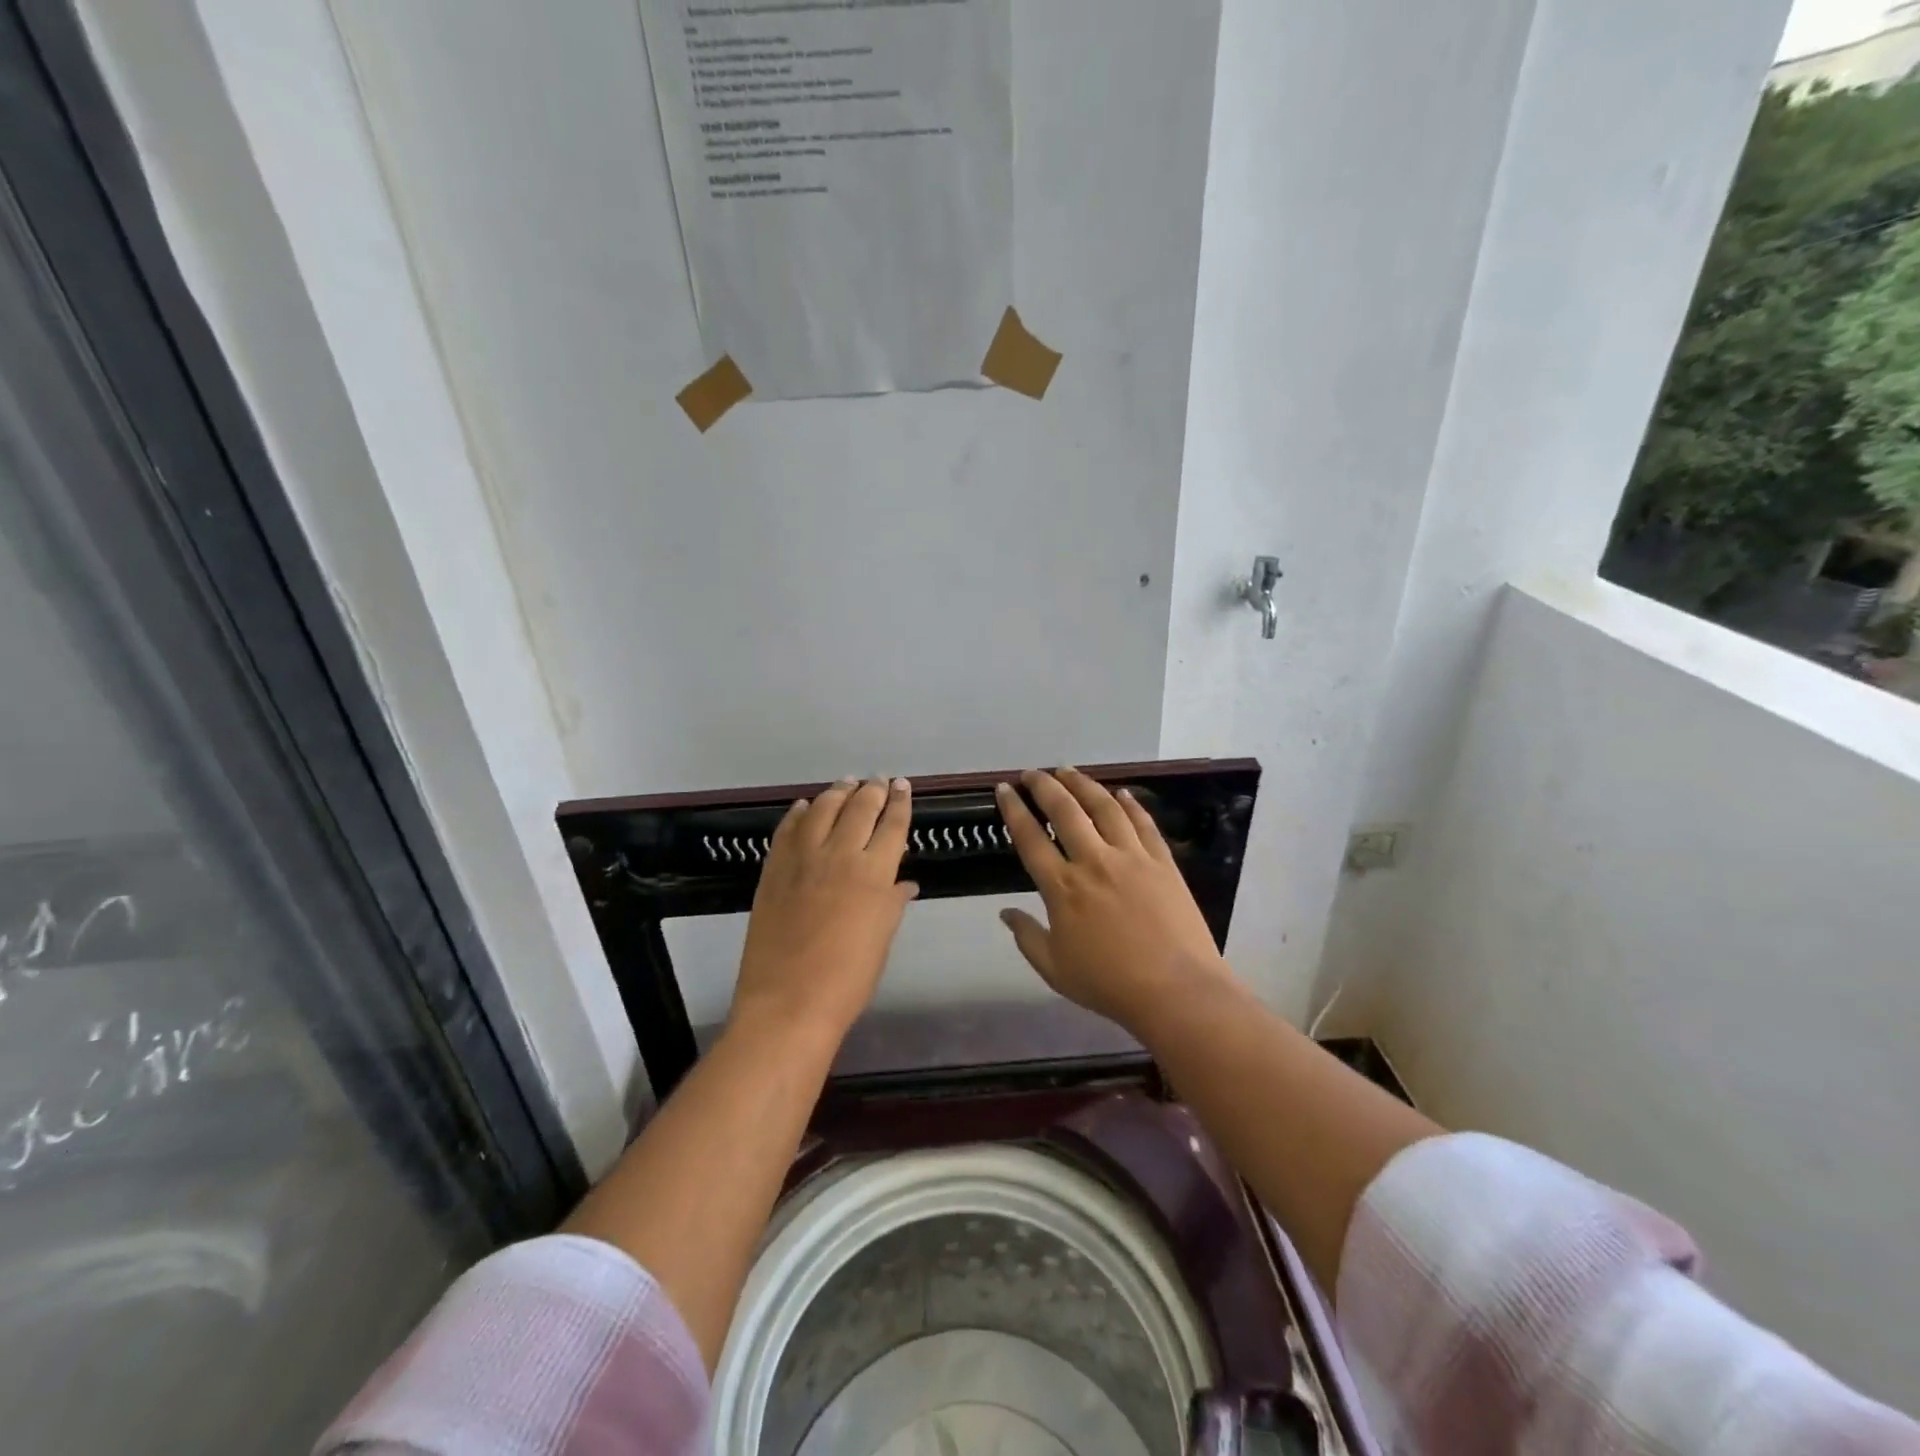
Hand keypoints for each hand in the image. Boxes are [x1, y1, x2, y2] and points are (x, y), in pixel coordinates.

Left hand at [729, 777, 917, 1041]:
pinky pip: (787, 829)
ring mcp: (802, 858)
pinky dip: (798, 813)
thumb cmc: (848, 979)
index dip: (900, 802)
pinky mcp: (773, 868)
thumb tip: (904, 883)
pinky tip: (805, 806)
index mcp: (874, 873)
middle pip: (860, 808)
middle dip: (872, 790)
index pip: (893, 825)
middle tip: (878, 780)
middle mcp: (840, 855)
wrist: (788, 1002)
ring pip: (823, 809)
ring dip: (837, 792)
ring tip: (846, 783)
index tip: (903, 786)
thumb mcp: (881, 939)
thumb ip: (892, 903)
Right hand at [995, 769, 1239, 1034]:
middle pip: (1065, 811)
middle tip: (1032, 773)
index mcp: (1062, 888)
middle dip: (1044, 786)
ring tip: (1068, 771)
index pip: (1030, 838)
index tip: (1004, 789)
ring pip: (1104, 807)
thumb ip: (1027, 937)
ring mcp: (1132, 857)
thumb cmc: (1109, 983)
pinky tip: (1121, 793)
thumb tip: (1005, 912)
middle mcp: (1094, 861)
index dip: (1014, 810)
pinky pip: (1143, 823)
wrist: (1176, 990)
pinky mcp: (1163, 862)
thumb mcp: (1054, 969)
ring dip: (1083, 784)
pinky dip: (1130, 804)